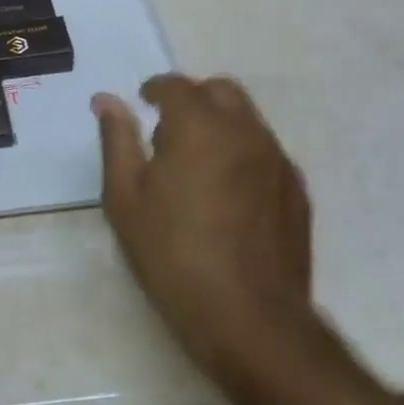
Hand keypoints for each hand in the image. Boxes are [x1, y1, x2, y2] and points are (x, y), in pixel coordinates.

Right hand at [93, 76, 314, 383]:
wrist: (249, 319)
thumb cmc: (172, 254)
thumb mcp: (125, 198)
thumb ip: (117, 140)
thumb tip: (107, 100)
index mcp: (199, 127)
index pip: (177, 85)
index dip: (154, 89)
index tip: (141, 103)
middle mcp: (245, 132)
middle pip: (222, 91)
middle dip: (192, 99)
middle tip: (166, 133)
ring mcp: (278, 161)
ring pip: (247, 120)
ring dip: (219, 125)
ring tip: (194, 169)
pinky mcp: (297, 192)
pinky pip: (265, 152)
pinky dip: (241, 154)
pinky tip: (225, 196)